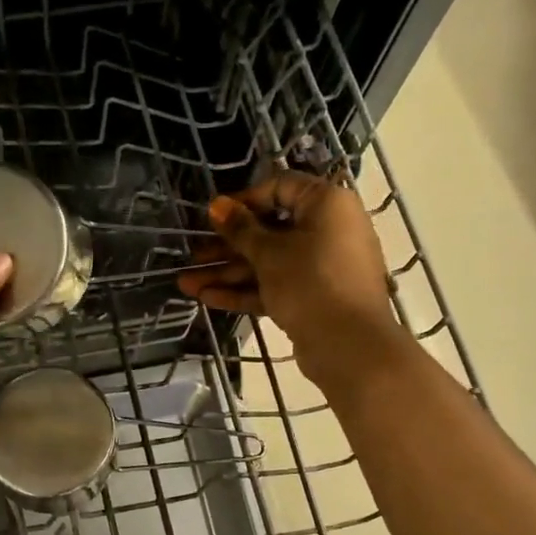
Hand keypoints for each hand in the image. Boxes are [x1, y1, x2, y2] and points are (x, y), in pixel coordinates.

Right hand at [176, 172, 404, 385]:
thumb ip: (241, 229)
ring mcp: (321, 267)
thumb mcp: (269, 253)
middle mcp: (328, 231)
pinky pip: (276, 286)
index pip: (280, 188)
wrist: (349, 346)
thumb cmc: (310, 282)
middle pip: (269, 231)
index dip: (243, 200)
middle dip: (226, 246)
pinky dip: (246, 290)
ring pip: (268, 263)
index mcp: (326, 204)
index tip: (213, 216)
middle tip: (192, 255)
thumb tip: (217, 204)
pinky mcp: (313, 297)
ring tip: (186, 284)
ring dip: (228, 273)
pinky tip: (207, 298)